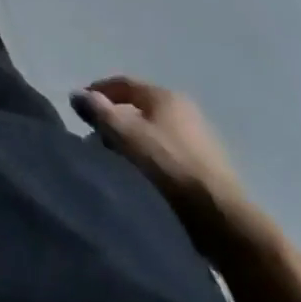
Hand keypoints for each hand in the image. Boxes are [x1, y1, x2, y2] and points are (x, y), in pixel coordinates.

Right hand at [72, 76, 251, 247]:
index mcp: (165, 96)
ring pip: (153, 131)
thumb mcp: (124, 134)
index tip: (80, 108)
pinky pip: (167, 152)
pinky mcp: (208, 167)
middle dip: (115, 118)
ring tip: (115, 158)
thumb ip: (98, 110)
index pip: (123, 83)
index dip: (97, 91)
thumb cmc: (168, 166)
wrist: (223, 218)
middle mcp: (185, 110)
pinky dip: (149, 156)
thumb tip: (77, 94)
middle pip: (139, 107)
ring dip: (132, 139)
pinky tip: (141, 175)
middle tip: (96, 135)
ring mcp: (200, 139)